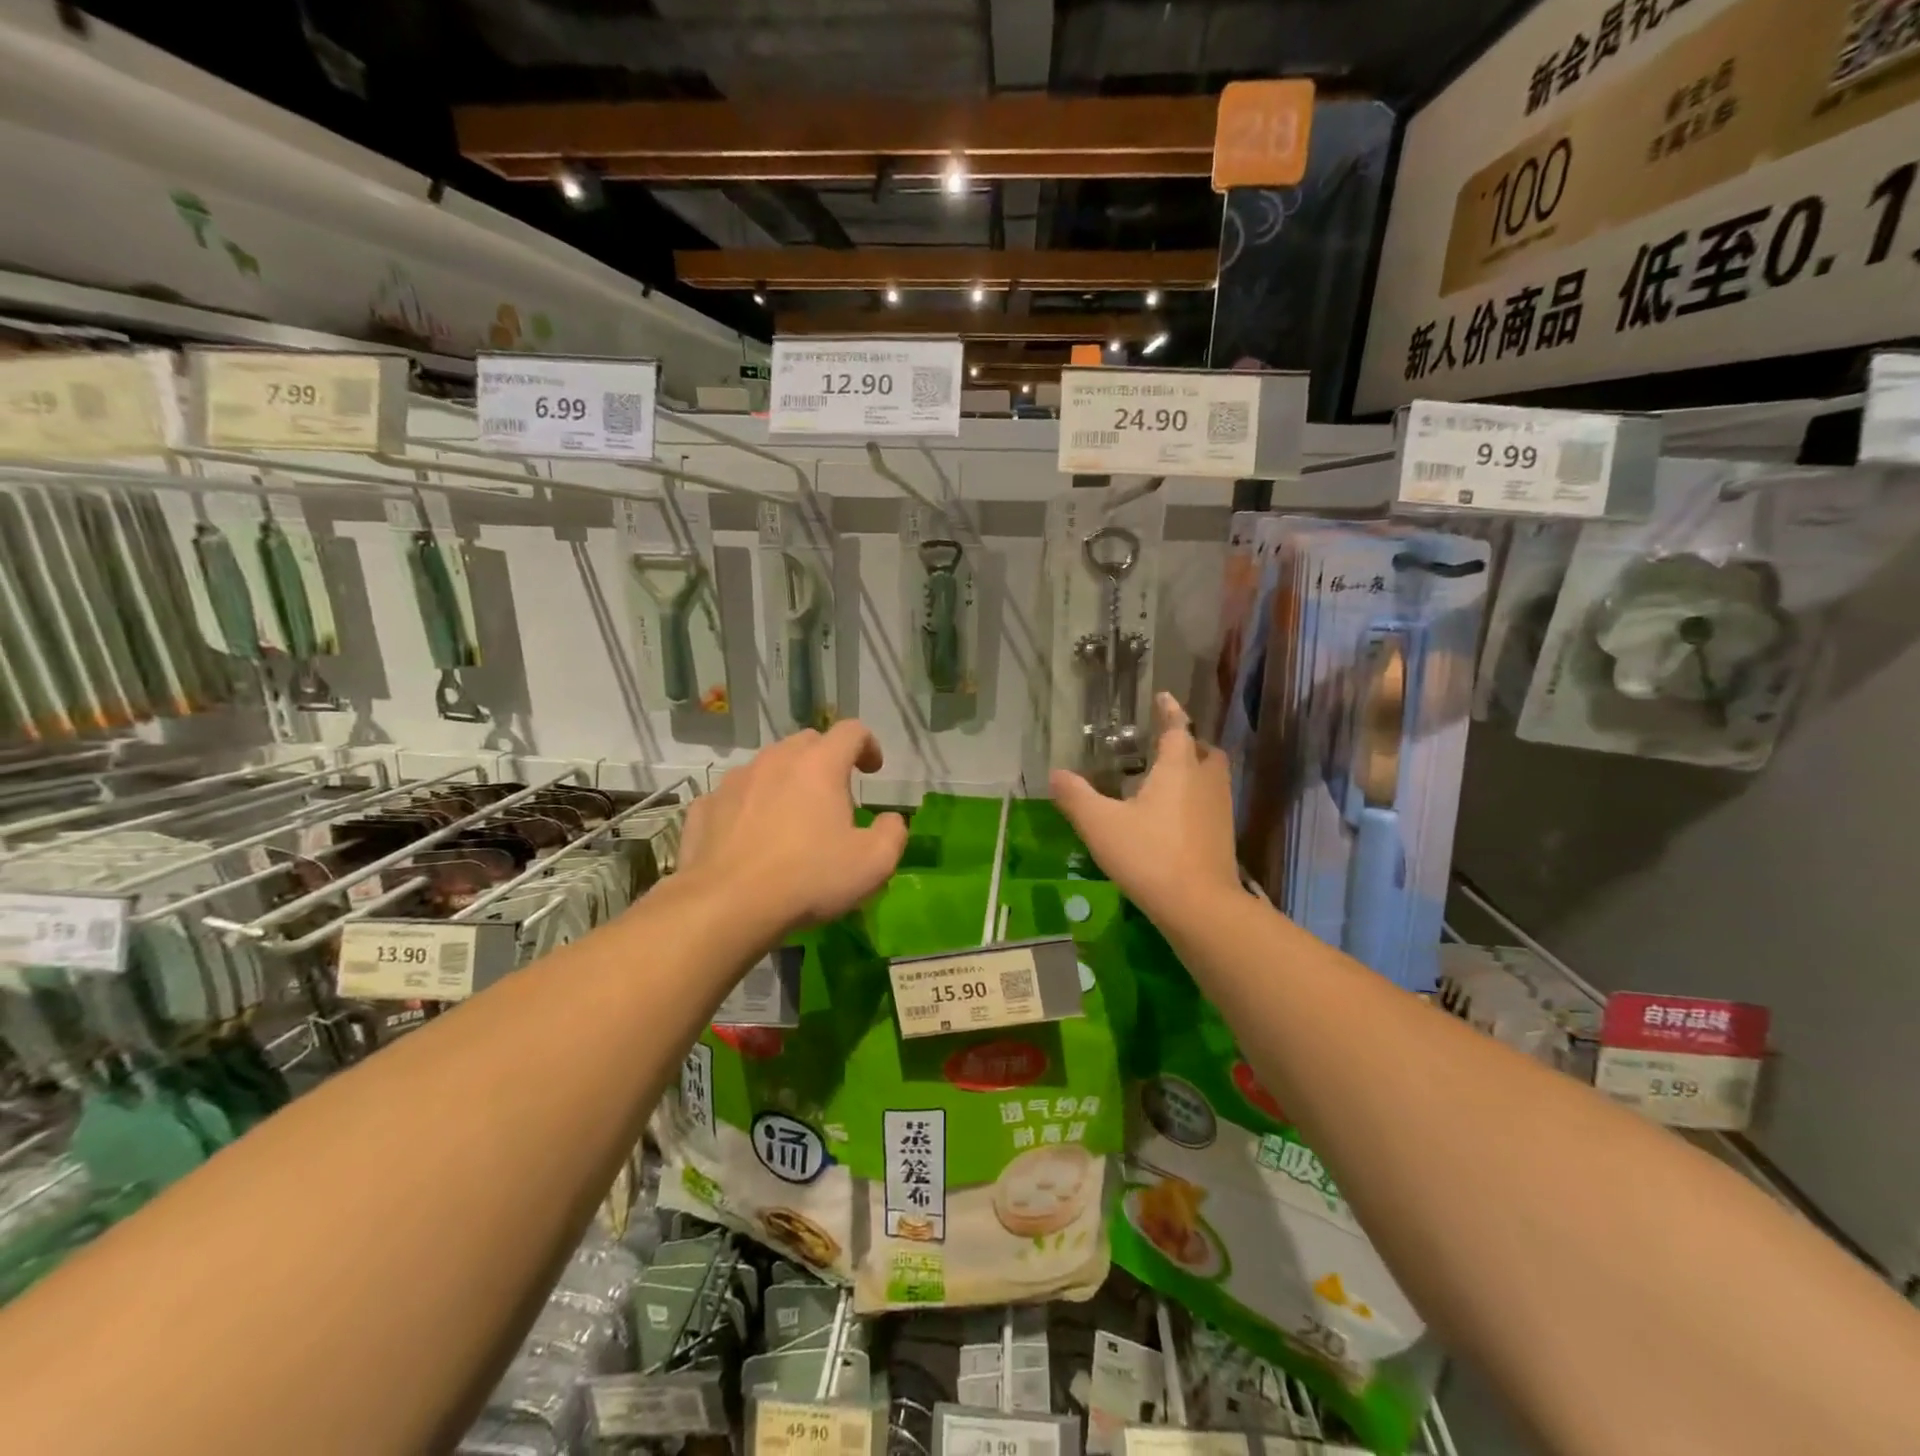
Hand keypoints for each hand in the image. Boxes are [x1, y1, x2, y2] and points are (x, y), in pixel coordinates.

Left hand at [678, 720, 907, 935]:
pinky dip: (748, 808)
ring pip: (767, 767)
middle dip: (825, 761)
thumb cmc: (809, 878)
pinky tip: (751, 839)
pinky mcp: (704, 807)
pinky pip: (734, 797)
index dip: (868, 745)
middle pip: (807, 743)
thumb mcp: (874, 863)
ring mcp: (734, 781)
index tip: (872, 771)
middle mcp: (775, 760)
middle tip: (834, 798)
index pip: (851, 731)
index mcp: (820, 764)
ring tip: (790, 820)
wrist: (726, 906)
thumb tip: (889, 821)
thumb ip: (892, 833)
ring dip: (785, 783)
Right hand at [1049, 693, 1241, 924]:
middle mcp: (1205, 782)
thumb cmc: (1148, 854)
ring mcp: (1220, 811)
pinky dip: (1196, 800)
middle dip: (1189, 743)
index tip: (1163, 697)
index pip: (1176, 728)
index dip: (1169, 711)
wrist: (1199, 906)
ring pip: (1212, 778)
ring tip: (1167, 780)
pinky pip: (1212, 805)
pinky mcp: (1224, 838)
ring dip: (1195, 771)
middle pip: (1205, 751)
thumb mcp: (1100, 824)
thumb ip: (1076, 796)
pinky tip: (1174, 818)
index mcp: (1179, 768)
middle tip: (1166, 746)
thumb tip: (1055, 774)